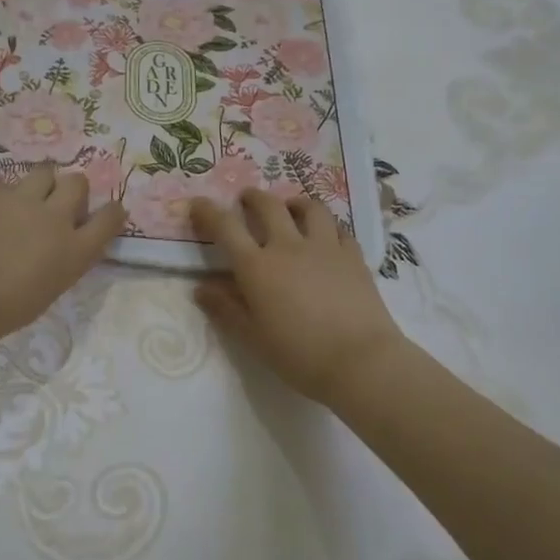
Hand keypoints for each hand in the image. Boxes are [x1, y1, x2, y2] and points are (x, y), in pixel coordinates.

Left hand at [0, 165, 123, 358]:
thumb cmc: (0, 312)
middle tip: (58, 206)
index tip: (108, 212)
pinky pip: (8, 183)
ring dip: (43, 184)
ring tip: (28, 200)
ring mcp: (22, 201)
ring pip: (45, 172)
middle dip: (72, 191)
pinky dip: (7, 195)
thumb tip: (61, 247)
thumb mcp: (47, 292)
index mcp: (74, 252)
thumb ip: (62, 263)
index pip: (110, 218)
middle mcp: (54, 219)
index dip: (112, 212)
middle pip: (78, 183)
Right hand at [190, 190, 405, 406]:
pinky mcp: (353, 256)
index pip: (226, 227)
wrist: (360, 361)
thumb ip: (225, 309)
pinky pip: (339, 228)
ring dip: (294, 202)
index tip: (198, 204)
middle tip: (246, 199)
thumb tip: (201, 288)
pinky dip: (327, 226)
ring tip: (290, 207)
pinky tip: (326, 235)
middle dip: (253, 198)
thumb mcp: (253, 338)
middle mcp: (289, 246)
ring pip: (310, 207)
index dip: (208, 212)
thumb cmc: (299, 355)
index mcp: (258, 267)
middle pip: (268, 206)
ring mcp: (325, 247)